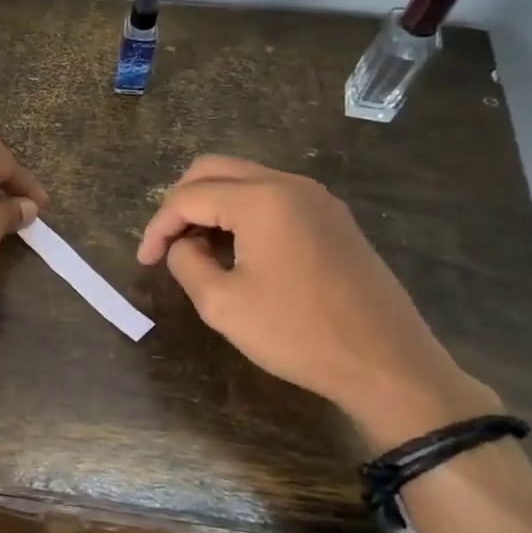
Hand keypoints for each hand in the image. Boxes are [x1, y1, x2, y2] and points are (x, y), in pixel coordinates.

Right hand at [137, 157, 498, 447]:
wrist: (388, 363)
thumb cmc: (299, 333)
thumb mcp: (222, 304)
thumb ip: (187, 262)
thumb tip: (183, 244)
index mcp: (260, 199)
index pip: (188, 196)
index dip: (158, 227)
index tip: (143, 261)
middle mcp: (289, 184)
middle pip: (214, 170)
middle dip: (181, 202)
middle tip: (166, 244)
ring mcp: (317, 199)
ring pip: (245, 180)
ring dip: (212, 205)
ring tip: (197, 249)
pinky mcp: (333, 218)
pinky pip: (273, 198)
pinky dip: (242, 212)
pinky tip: (237, 250)